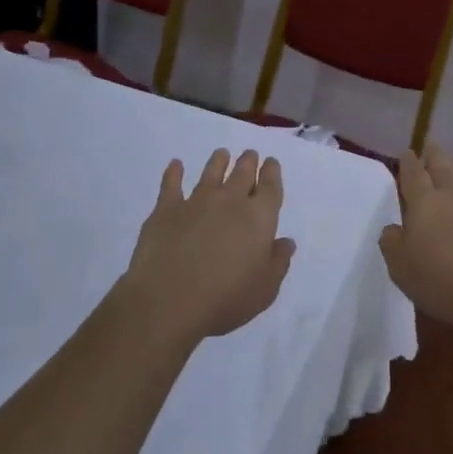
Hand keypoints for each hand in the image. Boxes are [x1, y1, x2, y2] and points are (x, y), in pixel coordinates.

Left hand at [120, 149, 295, 341]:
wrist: (169, 299)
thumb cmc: (226, 298)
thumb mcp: (265, 289)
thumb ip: (278, 262)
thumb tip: (286, 242)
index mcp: (259, 217)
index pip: (270, 187)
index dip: (272, 172)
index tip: (271, 162)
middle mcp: (230, 201)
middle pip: (242, 174)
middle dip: (248, 162)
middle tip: (249, 154)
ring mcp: (196, 202)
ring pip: (211, 173)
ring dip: (218, 162)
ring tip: (222, 154)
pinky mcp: (166, 210)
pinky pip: (171, 184)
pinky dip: (174, 172)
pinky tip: (175, 164)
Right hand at [377, 147, 452, 332]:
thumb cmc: (438, 280)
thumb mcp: (400, 267)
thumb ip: (393, 243)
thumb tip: (393, 228)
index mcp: (424, 204)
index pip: (414, 175)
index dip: (409, 163)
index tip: (408, 152)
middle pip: (443, 167)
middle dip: (436, 155)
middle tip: (432, 145)